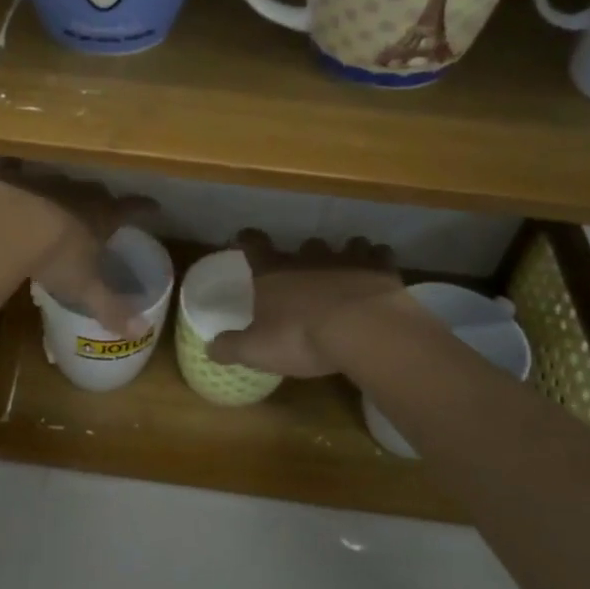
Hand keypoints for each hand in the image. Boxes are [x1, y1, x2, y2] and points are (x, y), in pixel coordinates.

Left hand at [0, 164, 155, 336]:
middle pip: (96, 192)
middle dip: (100, 200)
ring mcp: (43, 180)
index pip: (130, 209)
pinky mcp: (10, 175)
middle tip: (101, 208)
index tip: (154, 206)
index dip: (143, 208)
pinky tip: (12, 167)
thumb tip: (139, 332)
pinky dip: (15, 167)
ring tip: (59, 197)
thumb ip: (111, 309)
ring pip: (59, 180)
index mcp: (100, 216)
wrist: (8, 226)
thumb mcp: (85, 289)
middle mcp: (77, 192)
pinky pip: (15, 166)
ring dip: (61, 188)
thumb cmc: (55, 258)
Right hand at [206, 231, 415, 377]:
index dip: (248, 239)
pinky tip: (376, 272)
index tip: (244, 238)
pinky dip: (376, 259)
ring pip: (342, 245)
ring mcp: (346, 258)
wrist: (363, 331)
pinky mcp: (379, 268)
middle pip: (303, 246)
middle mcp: (308, 258)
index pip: (254, 245)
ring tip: (344, 269)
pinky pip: (378, 253)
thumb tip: (210, 347)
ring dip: (342, 254)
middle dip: (303, 256)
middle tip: (304, 273)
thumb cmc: (301, 338)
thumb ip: (232, 346)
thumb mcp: (258, 350)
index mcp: (274, 272)